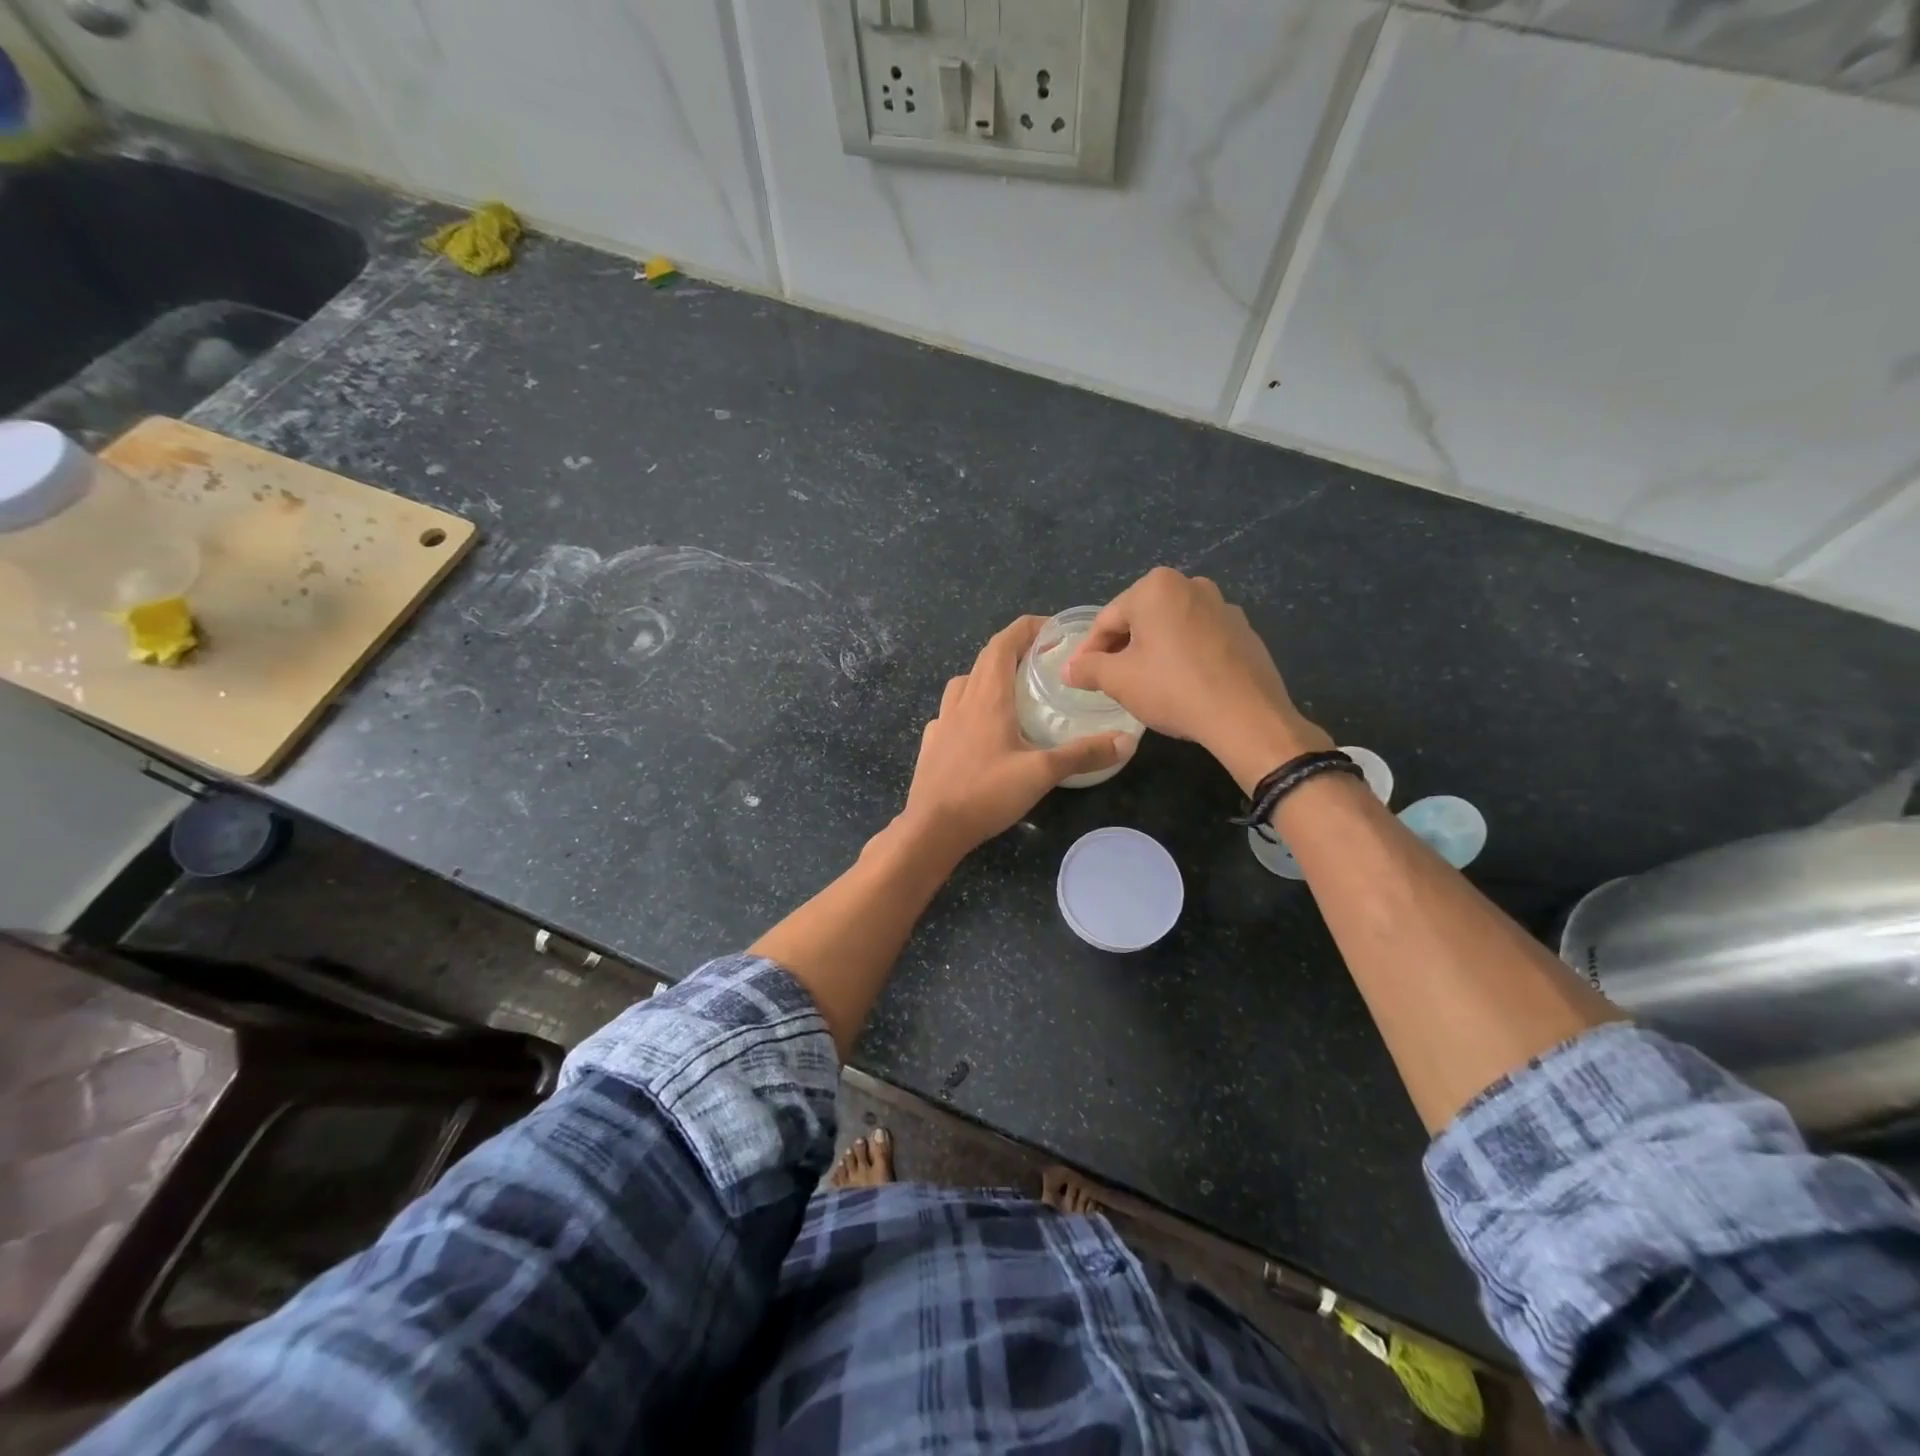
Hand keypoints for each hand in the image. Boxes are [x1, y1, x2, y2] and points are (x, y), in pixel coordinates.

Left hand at [897, 616, 1132, 859]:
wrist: (932, 828)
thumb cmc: (985, 793)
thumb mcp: (1041, 773)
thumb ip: (1083, 754)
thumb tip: (1126, 741)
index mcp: (987, 696)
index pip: (1003, 643)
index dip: (1026, 628)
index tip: (1051, 628)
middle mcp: (962, 700)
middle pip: (985, 659)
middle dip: (1013, 650)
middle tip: (1041, 659)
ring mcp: (942, 722)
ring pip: (964, 683)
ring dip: (987, 676)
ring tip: (1011, 691)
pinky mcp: (932, 744)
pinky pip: (951, 712)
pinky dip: (968, 708)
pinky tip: (979, 729)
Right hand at [1063, 567, 1330, 792]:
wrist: (1246, 716)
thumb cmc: (1172, 688)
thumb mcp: (1118, 680)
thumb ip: (1088, 668)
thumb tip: (1068, 669)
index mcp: (1156, 587)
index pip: (1107, 619)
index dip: (1088, 650)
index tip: (1079, 675)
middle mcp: (1191, 585)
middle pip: (1140, 619)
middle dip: (1121, 648)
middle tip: (1109, 680)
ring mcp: (1223, 606)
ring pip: (1171, 628)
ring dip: (1153, 651)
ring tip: (1144, 684)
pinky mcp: (1244, 631)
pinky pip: (1200, 640)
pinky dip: (1183, 656)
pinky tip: (1181, 685)